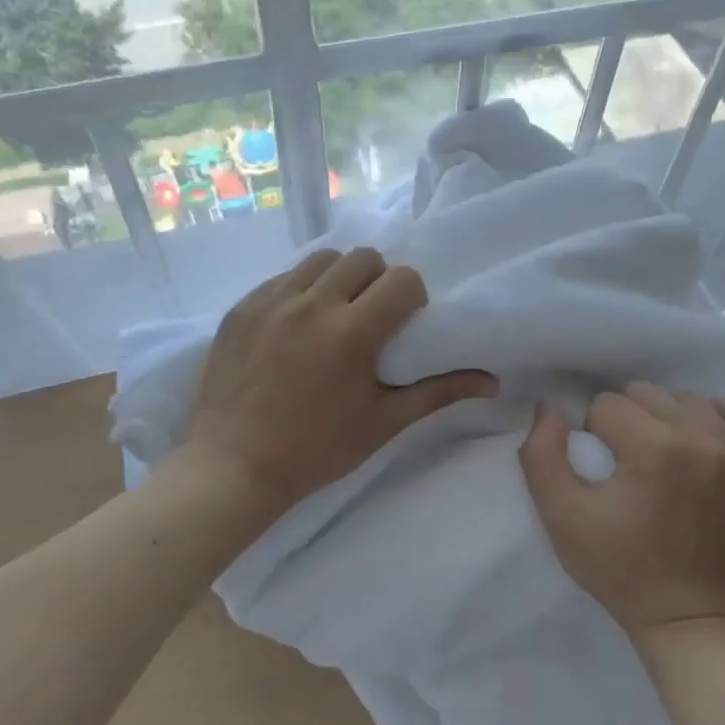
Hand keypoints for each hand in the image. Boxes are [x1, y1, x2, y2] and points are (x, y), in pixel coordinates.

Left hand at [180, 247, 497, 520]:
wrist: (232, 466)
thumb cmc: (316, 450)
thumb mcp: (383, 422)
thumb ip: (438, 392)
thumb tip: (492, 382)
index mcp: (351, 332)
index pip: (402, 279)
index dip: (412, 297)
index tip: (405, 322)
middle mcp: (311, 304)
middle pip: (363, 257)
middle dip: (378, 279)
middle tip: (372, 315)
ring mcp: (271, 301)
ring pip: (321, 259)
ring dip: (339, 277)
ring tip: (334, 313)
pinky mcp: (242, 307)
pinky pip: (283, 277)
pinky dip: (300, 290)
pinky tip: (296, 325)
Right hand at [519, 383, 724, 637]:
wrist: (687, 619)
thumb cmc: (620, 569)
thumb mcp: (561, 516)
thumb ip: (542, 453)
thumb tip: (549, 407)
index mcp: (653, 448)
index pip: (606, 405)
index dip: (593, 434)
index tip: (601, 471)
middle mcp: (700, 438)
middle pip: (646, 394)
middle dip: (627, 421)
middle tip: (626, 463)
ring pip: (688, 400)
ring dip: (667, 418)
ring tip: (661, 455)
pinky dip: (719, 416)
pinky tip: (701, 437)